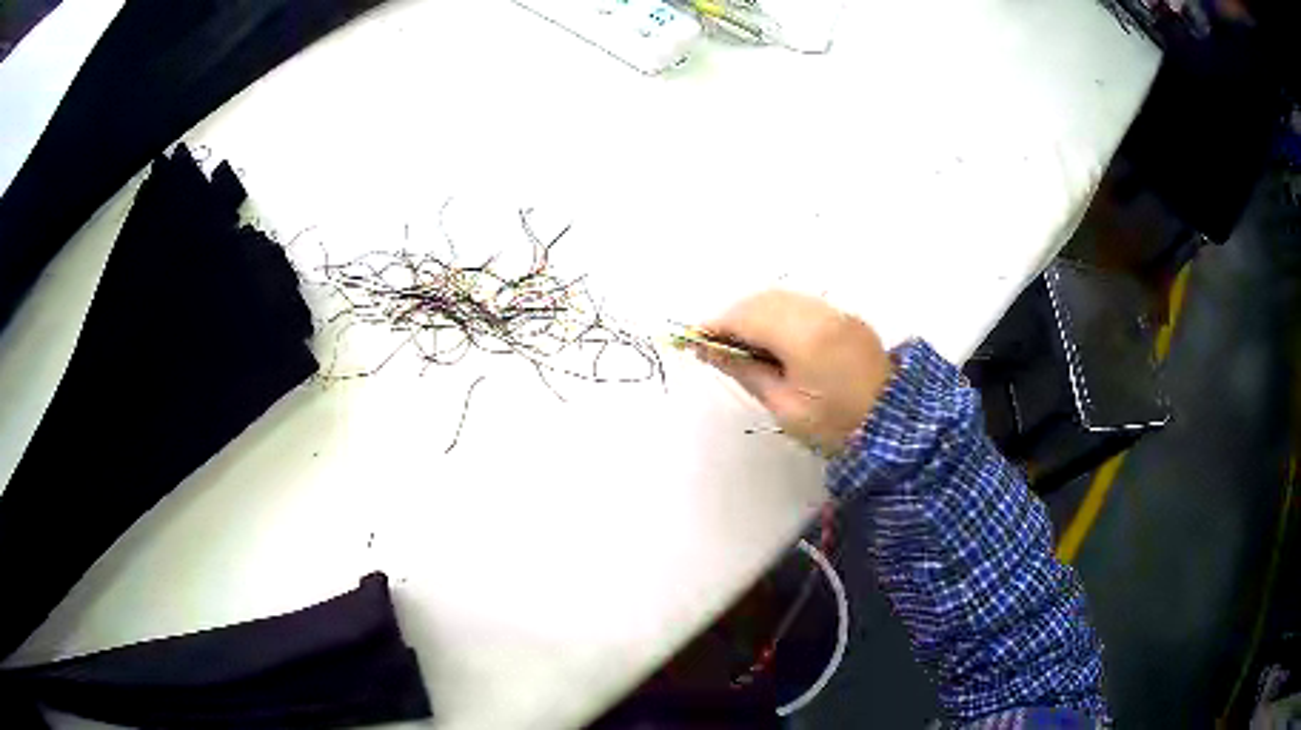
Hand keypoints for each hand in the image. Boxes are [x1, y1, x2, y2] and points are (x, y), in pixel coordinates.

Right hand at [695, 291, 892, 454]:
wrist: (894, 427)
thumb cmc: (835, 425)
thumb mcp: (785, 406)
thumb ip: (746, 371)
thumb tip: (710, 350)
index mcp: (804, 337)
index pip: (748, 317)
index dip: (717, 325)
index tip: (694, 339)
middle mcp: (820, 313)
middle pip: (764, 300)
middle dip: (734, 316)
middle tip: (714, 344)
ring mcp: (836, 313)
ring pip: (783, 298)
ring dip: (755, 312)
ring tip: (740, 342)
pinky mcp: (846, 318)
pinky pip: (802, 304)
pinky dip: (779, 313)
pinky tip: (771, 337)